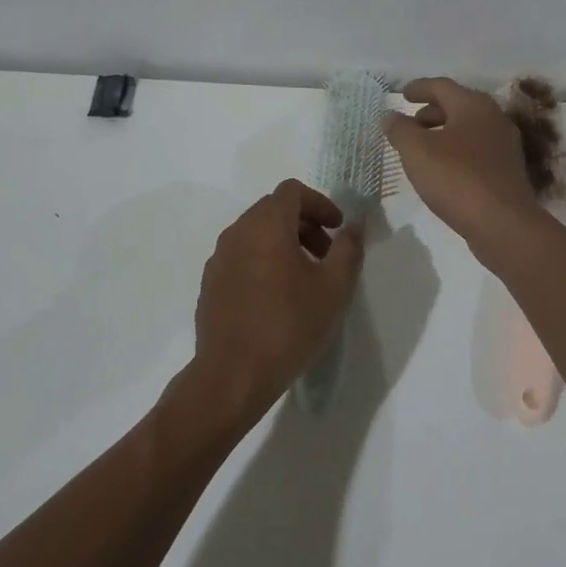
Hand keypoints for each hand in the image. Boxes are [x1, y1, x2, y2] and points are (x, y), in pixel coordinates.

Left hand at [190, 179, 364, 419]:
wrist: (232, 375)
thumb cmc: (289, 326)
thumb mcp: (334, 288)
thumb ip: (349, 248)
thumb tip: (355, 223)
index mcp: (267, 225)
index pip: (292, 190)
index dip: (320, 202)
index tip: (338, 228)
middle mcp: (238, 232)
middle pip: (273, 209)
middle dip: (304, 223)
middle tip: (326, 254)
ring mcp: (219, 257)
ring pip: (255, 232)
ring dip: (283, 241)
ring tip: (304, 277)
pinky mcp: (210, 283)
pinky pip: (241, 256)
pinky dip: (263, 260)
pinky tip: (276, 296)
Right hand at [383, 78, 541, 252]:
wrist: (503, 224)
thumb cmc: (457, 178)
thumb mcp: (417, 151)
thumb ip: (400, 129)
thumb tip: (391, 116)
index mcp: (473, 105)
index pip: (442, 86)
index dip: (419, 88)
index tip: (402, 94)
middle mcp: (494, 118)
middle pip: (457, 106)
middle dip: (431, 112)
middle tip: (410, 123)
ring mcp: (504, 146)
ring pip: (467, 129)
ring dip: (443, 133)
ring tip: (421, 148)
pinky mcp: (507, 171)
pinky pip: (476, 151)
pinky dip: (456, 151)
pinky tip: (443, 170)